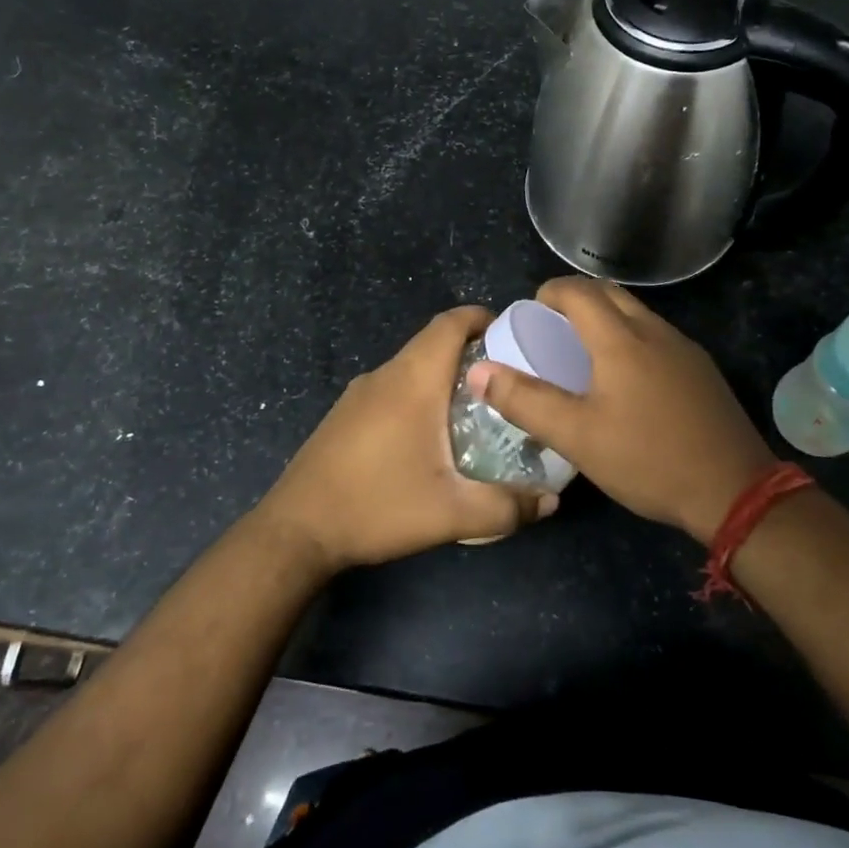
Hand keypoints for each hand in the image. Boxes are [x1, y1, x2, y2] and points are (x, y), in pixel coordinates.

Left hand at [255, 307, 555, 570]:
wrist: (296, 530)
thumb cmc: (377, 506)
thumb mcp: (452, 514)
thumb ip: (507, 507)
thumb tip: (552, 501)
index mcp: (412, 380)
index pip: (450, 323)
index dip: (482, 318)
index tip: (512, 336)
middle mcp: (385, 375)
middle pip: (433, 342)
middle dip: (472, 352)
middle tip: (506, 382)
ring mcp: (359, 393)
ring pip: (411, 367)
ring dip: (444, 376)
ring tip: (476, 410)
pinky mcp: (345, 414)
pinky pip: (392, 388)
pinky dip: (419, 394)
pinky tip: (430, 436)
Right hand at [468, 278, 774, 543]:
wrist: (734, 490)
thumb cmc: (647, 459)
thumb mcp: (576, 436)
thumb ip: (525, 401)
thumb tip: (479, 371)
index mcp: (621, 339)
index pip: (578, 291)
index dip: (549, 292)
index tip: (531, 312)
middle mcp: (654, 331)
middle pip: (610, 293)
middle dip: (576, 299)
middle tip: (552, 328)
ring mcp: (684, 349)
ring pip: (637, 313)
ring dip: (606, 317)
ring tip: (584, 352)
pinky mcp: (701, 370)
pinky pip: (657, 336)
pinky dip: (631, 338)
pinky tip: (627, 379)